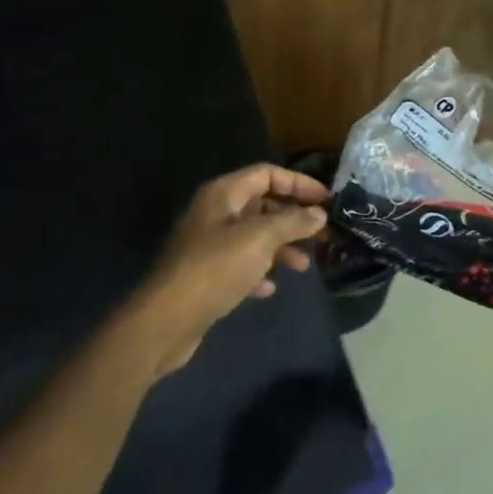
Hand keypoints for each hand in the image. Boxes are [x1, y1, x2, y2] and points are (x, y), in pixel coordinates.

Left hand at [128, 163, 329, 377]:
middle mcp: (215, 213)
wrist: (167, 319)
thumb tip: (318, 214)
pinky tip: (270, 288)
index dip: (298, 183)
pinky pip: (240, 264)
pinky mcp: (206, 274)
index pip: (266, 174)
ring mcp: (208, 245)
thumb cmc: (215, 268)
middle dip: (292, 218)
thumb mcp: (260, 239)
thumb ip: (292, 222)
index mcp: (223, 194)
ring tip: (303, 266)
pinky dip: (259, 272)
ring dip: (280, 247)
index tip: (326, 199)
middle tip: (321, 234)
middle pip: (261, 205)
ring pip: (254, 236)